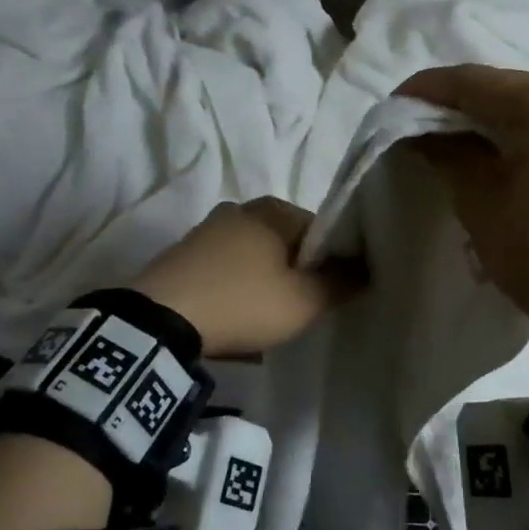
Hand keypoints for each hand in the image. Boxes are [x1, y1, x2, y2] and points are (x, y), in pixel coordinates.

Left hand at [128, 197, 360, 357]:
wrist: (159, 321)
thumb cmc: (243, 302)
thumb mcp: (304, 300)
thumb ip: (343, 282)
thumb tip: (368, 268)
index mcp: (274, 209)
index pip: (323, 231)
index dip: (333, 263)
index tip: (331, 294)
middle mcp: (241, 209)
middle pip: (288, 244)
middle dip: (298, 273)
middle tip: (301, 309)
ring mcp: (208, 229)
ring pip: (256, 257)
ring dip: (267, 283)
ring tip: (267, 319)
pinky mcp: (184, 253)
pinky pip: (226, 269)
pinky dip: (237, 288)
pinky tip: (236, 317)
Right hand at [399, 65, 528, 340]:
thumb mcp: (480, 205)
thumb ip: (448, 153)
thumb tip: (422, 129)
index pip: (478, 82)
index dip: (433, 87)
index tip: (403, 98)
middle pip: (521, 87)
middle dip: (477, 100)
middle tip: (442, 119)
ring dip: (520, 114)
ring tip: (492, 137)